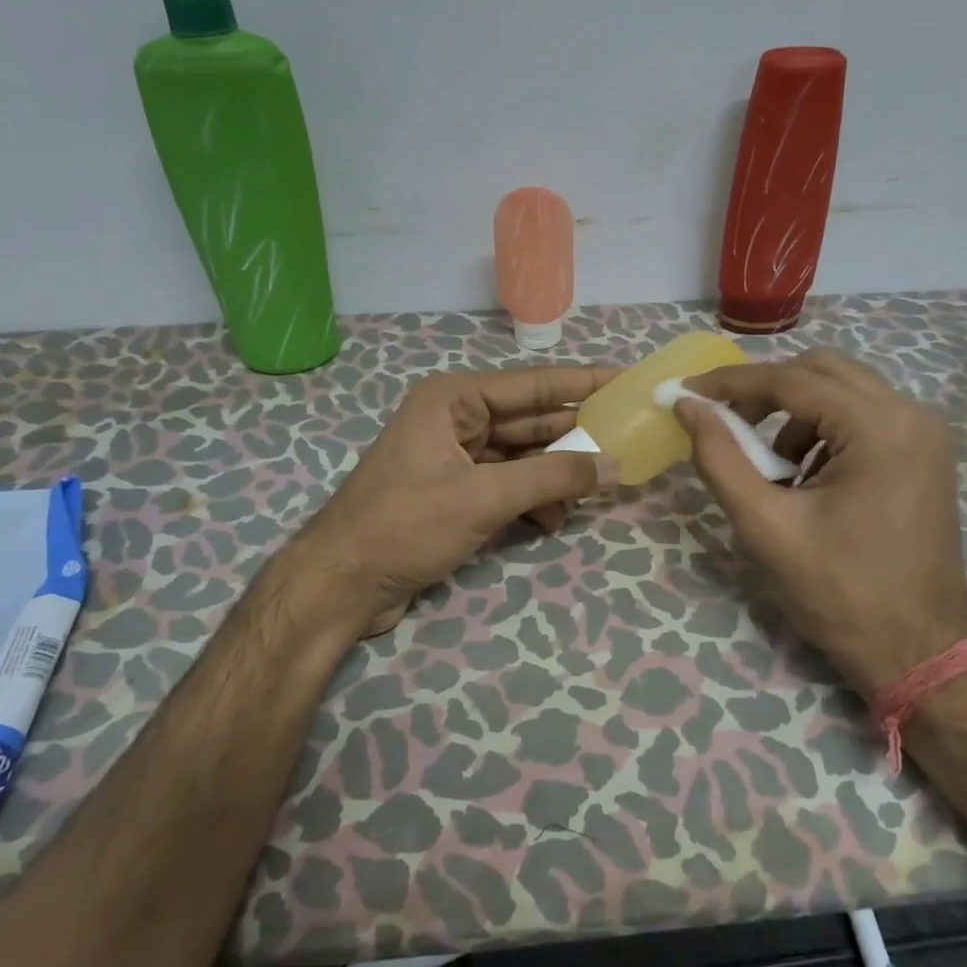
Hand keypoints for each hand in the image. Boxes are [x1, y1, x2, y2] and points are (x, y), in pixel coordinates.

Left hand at [284, 364, 619, 638]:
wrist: (339, 586)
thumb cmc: (405, 526)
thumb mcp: (484, 498)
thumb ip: (553, 478)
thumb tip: (614, 466)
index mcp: (454, 399)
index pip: (533, 384)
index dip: (583, 383)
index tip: (627, 380)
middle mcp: (455, 418)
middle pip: (530, 420)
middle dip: (575, 435)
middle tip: (627, 440)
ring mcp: (453, 456)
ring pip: (521, 456)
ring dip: (555, 475)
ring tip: (597, 489)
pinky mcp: (453, 490)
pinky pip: (505, 484)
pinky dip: (531, 499)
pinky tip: (554, 520)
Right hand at [675, 349, 966, 693]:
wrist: (918, 652)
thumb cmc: (839, 593)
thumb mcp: (765, 526)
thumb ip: (720, 458)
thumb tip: (688, 407)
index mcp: (879, 428)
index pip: (791, 380)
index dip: (731, 382)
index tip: (687, 393)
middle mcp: (911, 415)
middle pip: (821, 370)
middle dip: (765, 391)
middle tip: (725, 423)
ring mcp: (925, 433)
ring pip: (842, 389)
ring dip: (795, 413)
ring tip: (771, 467)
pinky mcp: (925, 453)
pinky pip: (862, 415)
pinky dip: (823, 430)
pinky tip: (806, 478)